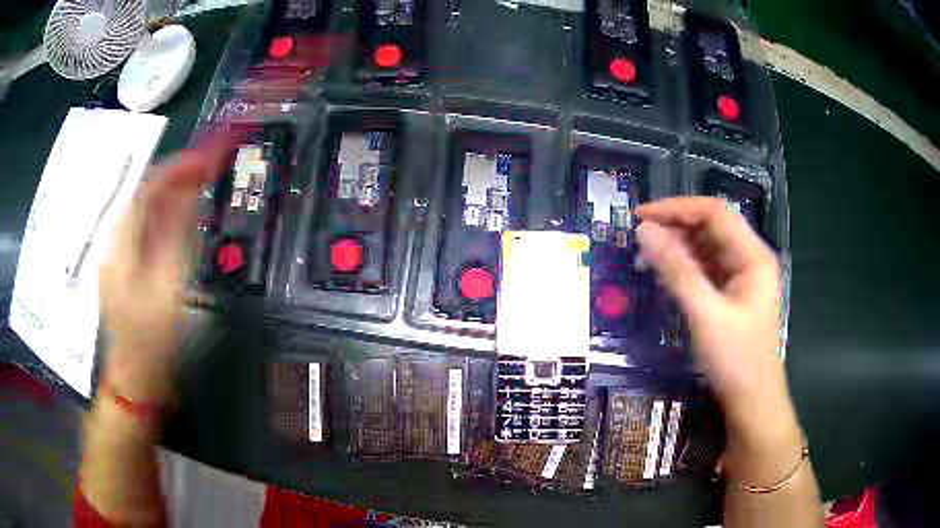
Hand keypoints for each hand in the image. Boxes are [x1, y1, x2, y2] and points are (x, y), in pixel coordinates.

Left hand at [100, 144, 229, 402]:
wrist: (136, 381)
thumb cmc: (152, 339)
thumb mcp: (168, 285)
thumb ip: (177, 235)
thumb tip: (192, 190)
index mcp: (121, 243)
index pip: (147, 187)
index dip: (178, 166)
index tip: (208, 156)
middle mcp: (116, 242)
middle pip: (145, 196)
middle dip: (177, 176)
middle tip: (209, 168)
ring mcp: (119, 257)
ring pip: (145, 212)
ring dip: (173, 195)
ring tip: (201, 186)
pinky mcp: (126, 271)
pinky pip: (146, 231)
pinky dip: (166, 217)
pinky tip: (182, 220)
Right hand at [635, 197, 796, 447]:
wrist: (753, 404)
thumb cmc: (737, 361)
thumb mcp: (706, 315)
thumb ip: (677, 271)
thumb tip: (645, 231)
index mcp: (753, 256)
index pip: (714, 212)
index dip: (677, 208)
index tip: (641, 215)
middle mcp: (749, 259)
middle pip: (711, 227)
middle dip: (675, 226)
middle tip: (638, 237)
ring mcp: (741, 278)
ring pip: (706, 248)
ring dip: (677, 246)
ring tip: (645, 254)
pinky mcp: (731, 295)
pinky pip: (705, 270)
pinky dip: (683, 267)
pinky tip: (664, 273)